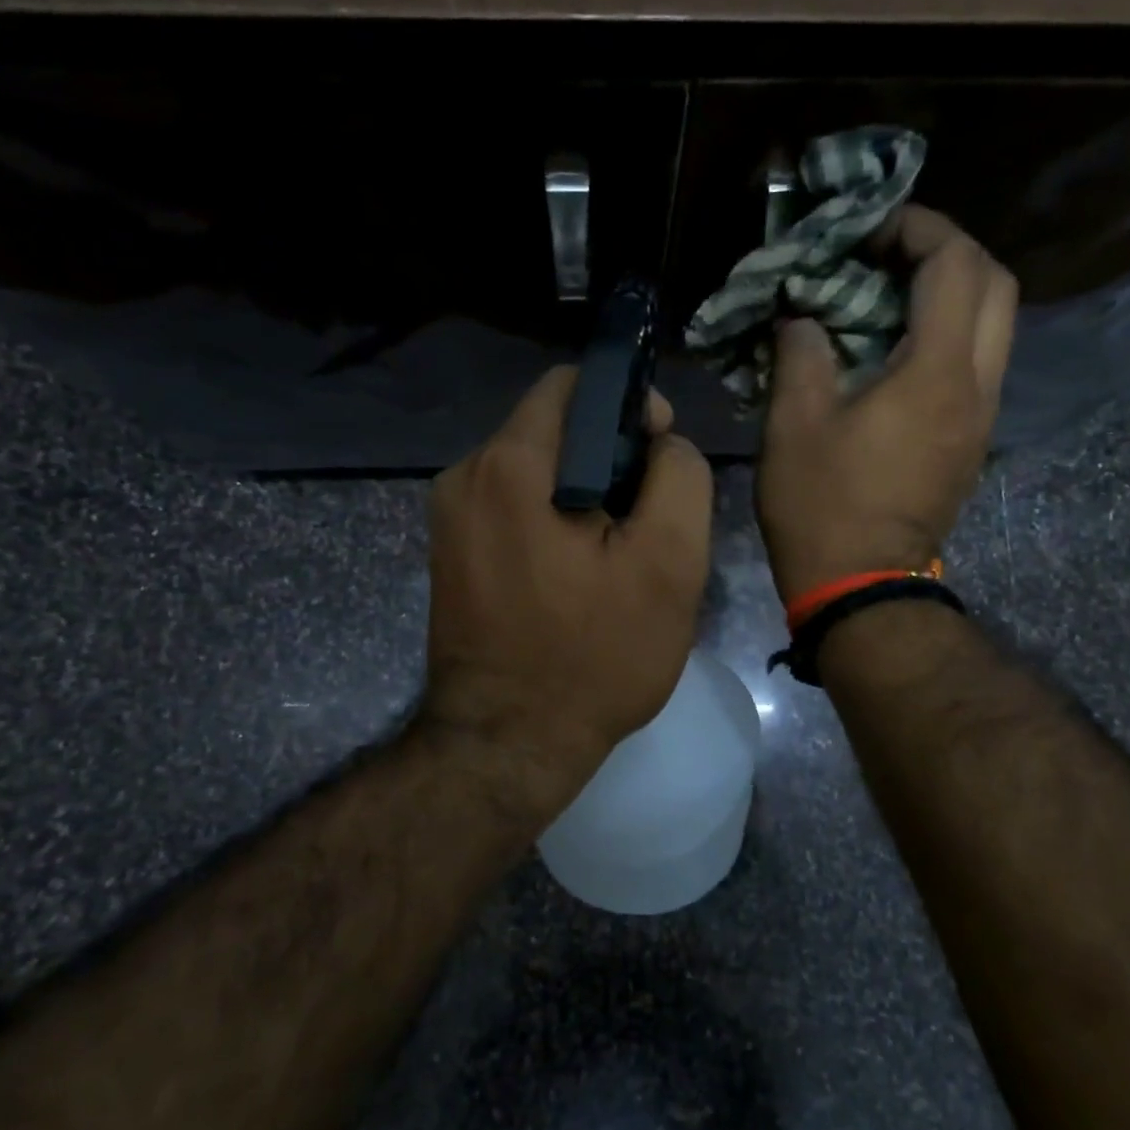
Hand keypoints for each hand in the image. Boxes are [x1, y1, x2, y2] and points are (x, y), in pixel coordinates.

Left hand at [422, 366, 713, 810]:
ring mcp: (449, 520)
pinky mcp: (450, 556)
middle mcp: (466, 477)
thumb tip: (663, 445)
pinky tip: (577, 576)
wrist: (508, 744)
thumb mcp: (668, 565)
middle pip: (553, 430)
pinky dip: (552, 523)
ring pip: (535, 473)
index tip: (660, 452)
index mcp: (511, 465)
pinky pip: (512, 511)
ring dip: (583, 495)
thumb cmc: (595, 657)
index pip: (572, 385)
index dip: (628, 404)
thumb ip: (679, 479)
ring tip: (616, 556)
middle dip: (610, 458)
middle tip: (647, 520)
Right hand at [756, 205, 1016, 602]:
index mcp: (938, 373)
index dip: (919, 229)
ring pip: (994, 328)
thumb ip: (801, 353)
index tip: (872, 230)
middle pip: (996, 286)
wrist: (861, 587)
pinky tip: (897, 354)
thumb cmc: (822, 506)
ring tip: (889, 300)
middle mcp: (978, 387)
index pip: (956, 264)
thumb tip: (803, 318)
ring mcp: (981, 420)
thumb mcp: (793, 425)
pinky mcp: (970, 445)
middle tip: (889, 257)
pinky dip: (948, 338)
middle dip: (949, 253)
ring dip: (952, 297)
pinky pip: (977, 367)